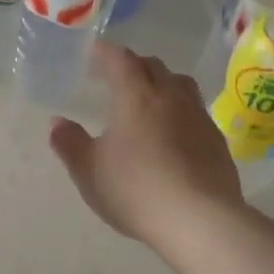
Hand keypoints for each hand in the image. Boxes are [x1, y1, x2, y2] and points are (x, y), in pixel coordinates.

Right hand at [49, 41, 242, 246]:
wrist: (200, 221)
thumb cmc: (136, 190)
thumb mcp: (89, 171)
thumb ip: (70, 143)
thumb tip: (57, 122)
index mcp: (136, 97)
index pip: (120, 60)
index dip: (106, 52)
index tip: (94, 52)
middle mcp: (170, 97)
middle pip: (153, 67)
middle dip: (133, 65)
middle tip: (115, 77)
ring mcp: (198, 117)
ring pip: (180, 84)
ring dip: (161, 83)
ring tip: (148, 99)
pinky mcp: (216, 140)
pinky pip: (195, 111)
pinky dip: (179, 110)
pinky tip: (172, 132)